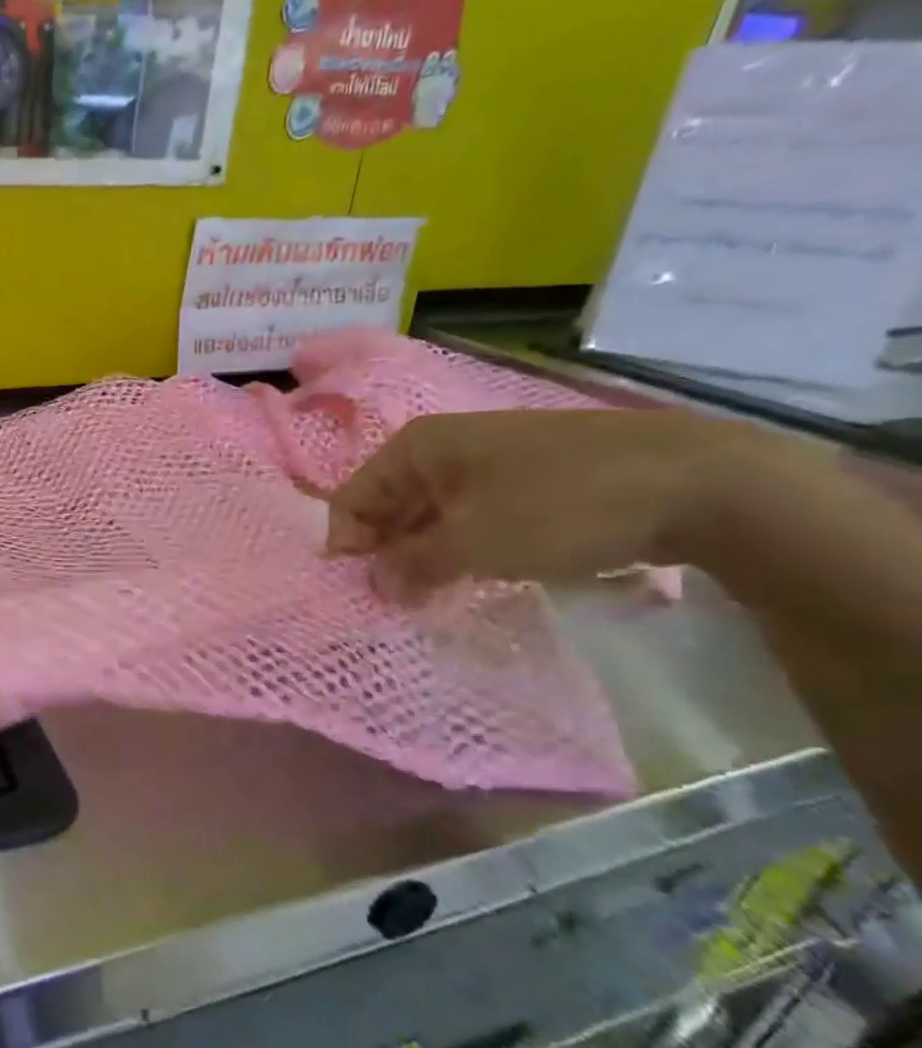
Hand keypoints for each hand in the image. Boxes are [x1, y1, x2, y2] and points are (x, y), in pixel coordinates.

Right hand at [324, 409, 794, 601]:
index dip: (349, 546)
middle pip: (390, 504)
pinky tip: (483, 573)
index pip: (352, 498)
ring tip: (438, 594)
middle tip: (398, 601)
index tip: (363, 592)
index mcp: (417, 447)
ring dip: (428, 554)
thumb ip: (412, 566)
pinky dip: (467, 546)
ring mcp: (491, 460)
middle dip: (388, 552)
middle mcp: (445, 446)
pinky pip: (476, 515)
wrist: (700, 483)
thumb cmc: (560, 506)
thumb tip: (376, 586)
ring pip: (434, 513)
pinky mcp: (532, 479)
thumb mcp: (474, 543)